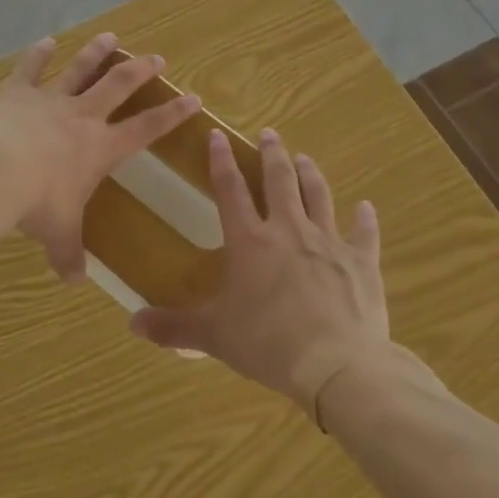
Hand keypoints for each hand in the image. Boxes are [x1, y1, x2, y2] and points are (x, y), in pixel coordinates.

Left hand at [0, 32, 200, 281]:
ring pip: (80, 69)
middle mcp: (81, 116)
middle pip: (118, 85)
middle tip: (157, 57)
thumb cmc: (36, 204)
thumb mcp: (57, 234)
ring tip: (111, 37)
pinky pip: (30, 67)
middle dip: (140, 70)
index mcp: (100, 148)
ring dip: (97, 52)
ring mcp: (49, 99)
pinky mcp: (16, 91)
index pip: (146, 128)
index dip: (172, 113)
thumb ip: (68, 255)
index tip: (193, 97)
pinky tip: (46, 41)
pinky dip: (39, 53)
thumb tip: (75, 282)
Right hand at [129, 127, 387, 414]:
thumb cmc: (267, 344)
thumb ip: (174, 327)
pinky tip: (366, 207)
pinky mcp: (360, 261)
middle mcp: (288, 230)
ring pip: (318, 196)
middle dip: (272, 154)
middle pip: (279, 181)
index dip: (221, 161)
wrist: (335, 363)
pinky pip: (363, 233)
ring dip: (310, 174)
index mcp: (250, 242)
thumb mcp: (214, 336)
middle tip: (270, 134)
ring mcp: (328, 242)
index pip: (230, 190)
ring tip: (304, 157)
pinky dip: (364, 219)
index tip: (217, 135)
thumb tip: (132, 323)